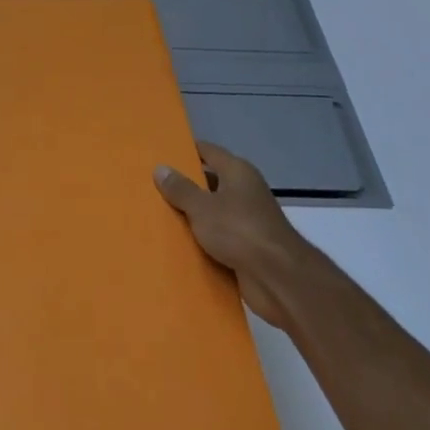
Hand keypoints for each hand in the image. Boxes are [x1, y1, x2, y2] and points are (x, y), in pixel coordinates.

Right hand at [155, 143, 305, 327]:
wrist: (278, 278)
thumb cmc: (239, 230)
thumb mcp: (202, 206)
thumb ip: (180, 189)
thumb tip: (160, 168)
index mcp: (237, 172)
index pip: (208, 151)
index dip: (185, 151)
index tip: (161, 154)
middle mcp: (244, 191)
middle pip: (209, 182)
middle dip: (184, 186)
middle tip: (152, 188)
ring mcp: (247, 220)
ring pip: (212, 213)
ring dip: (192, 217)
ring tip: (157, 216)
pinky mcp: (247, 248)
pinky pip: (218, 238)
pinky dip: (202, 241)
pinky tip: (177, 245)